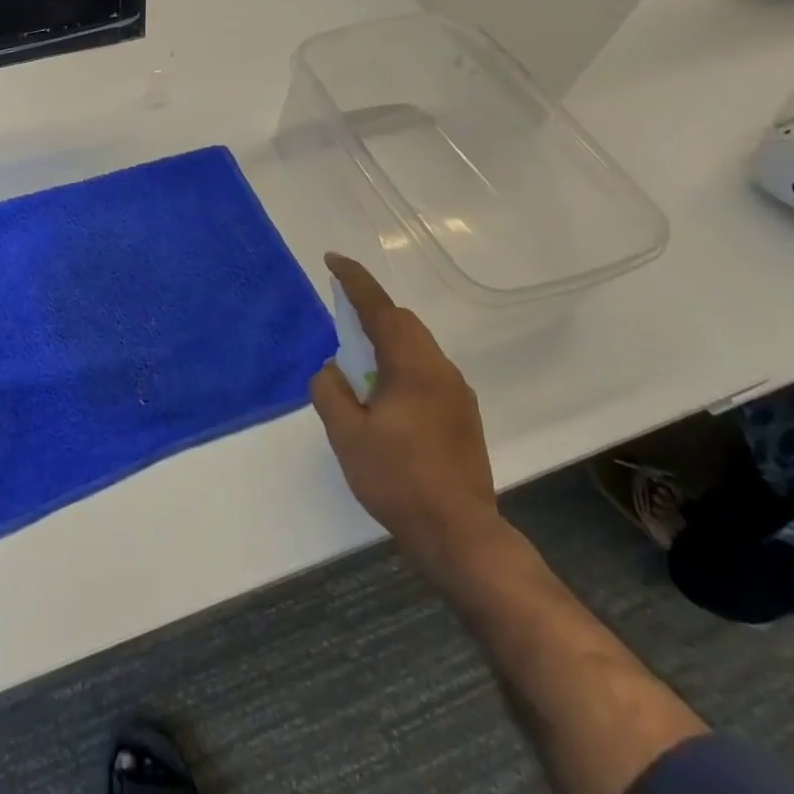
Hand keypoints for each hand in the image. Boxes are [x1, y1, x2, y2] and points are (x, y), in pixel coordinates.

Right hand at [309, 253, 503, 577]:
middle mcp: (441, 370)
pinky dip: (400, 366)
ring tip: (357, 367)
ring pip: (417, 347)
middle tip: (339, 323)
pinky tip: (384, 399)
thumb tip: (333, 370)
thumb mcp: (346, 434)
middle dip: (370, 313)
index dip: (354, 281)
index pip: (380, 309)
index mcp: (412, 367)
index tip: (332, 260)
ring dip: (385, 342)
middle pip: (403, 323)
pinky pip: (426, 371)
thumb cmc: (397, 479)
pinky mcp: (462, 416)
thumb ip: (330, 391)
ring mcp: (457, 394)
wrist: (459, 534)